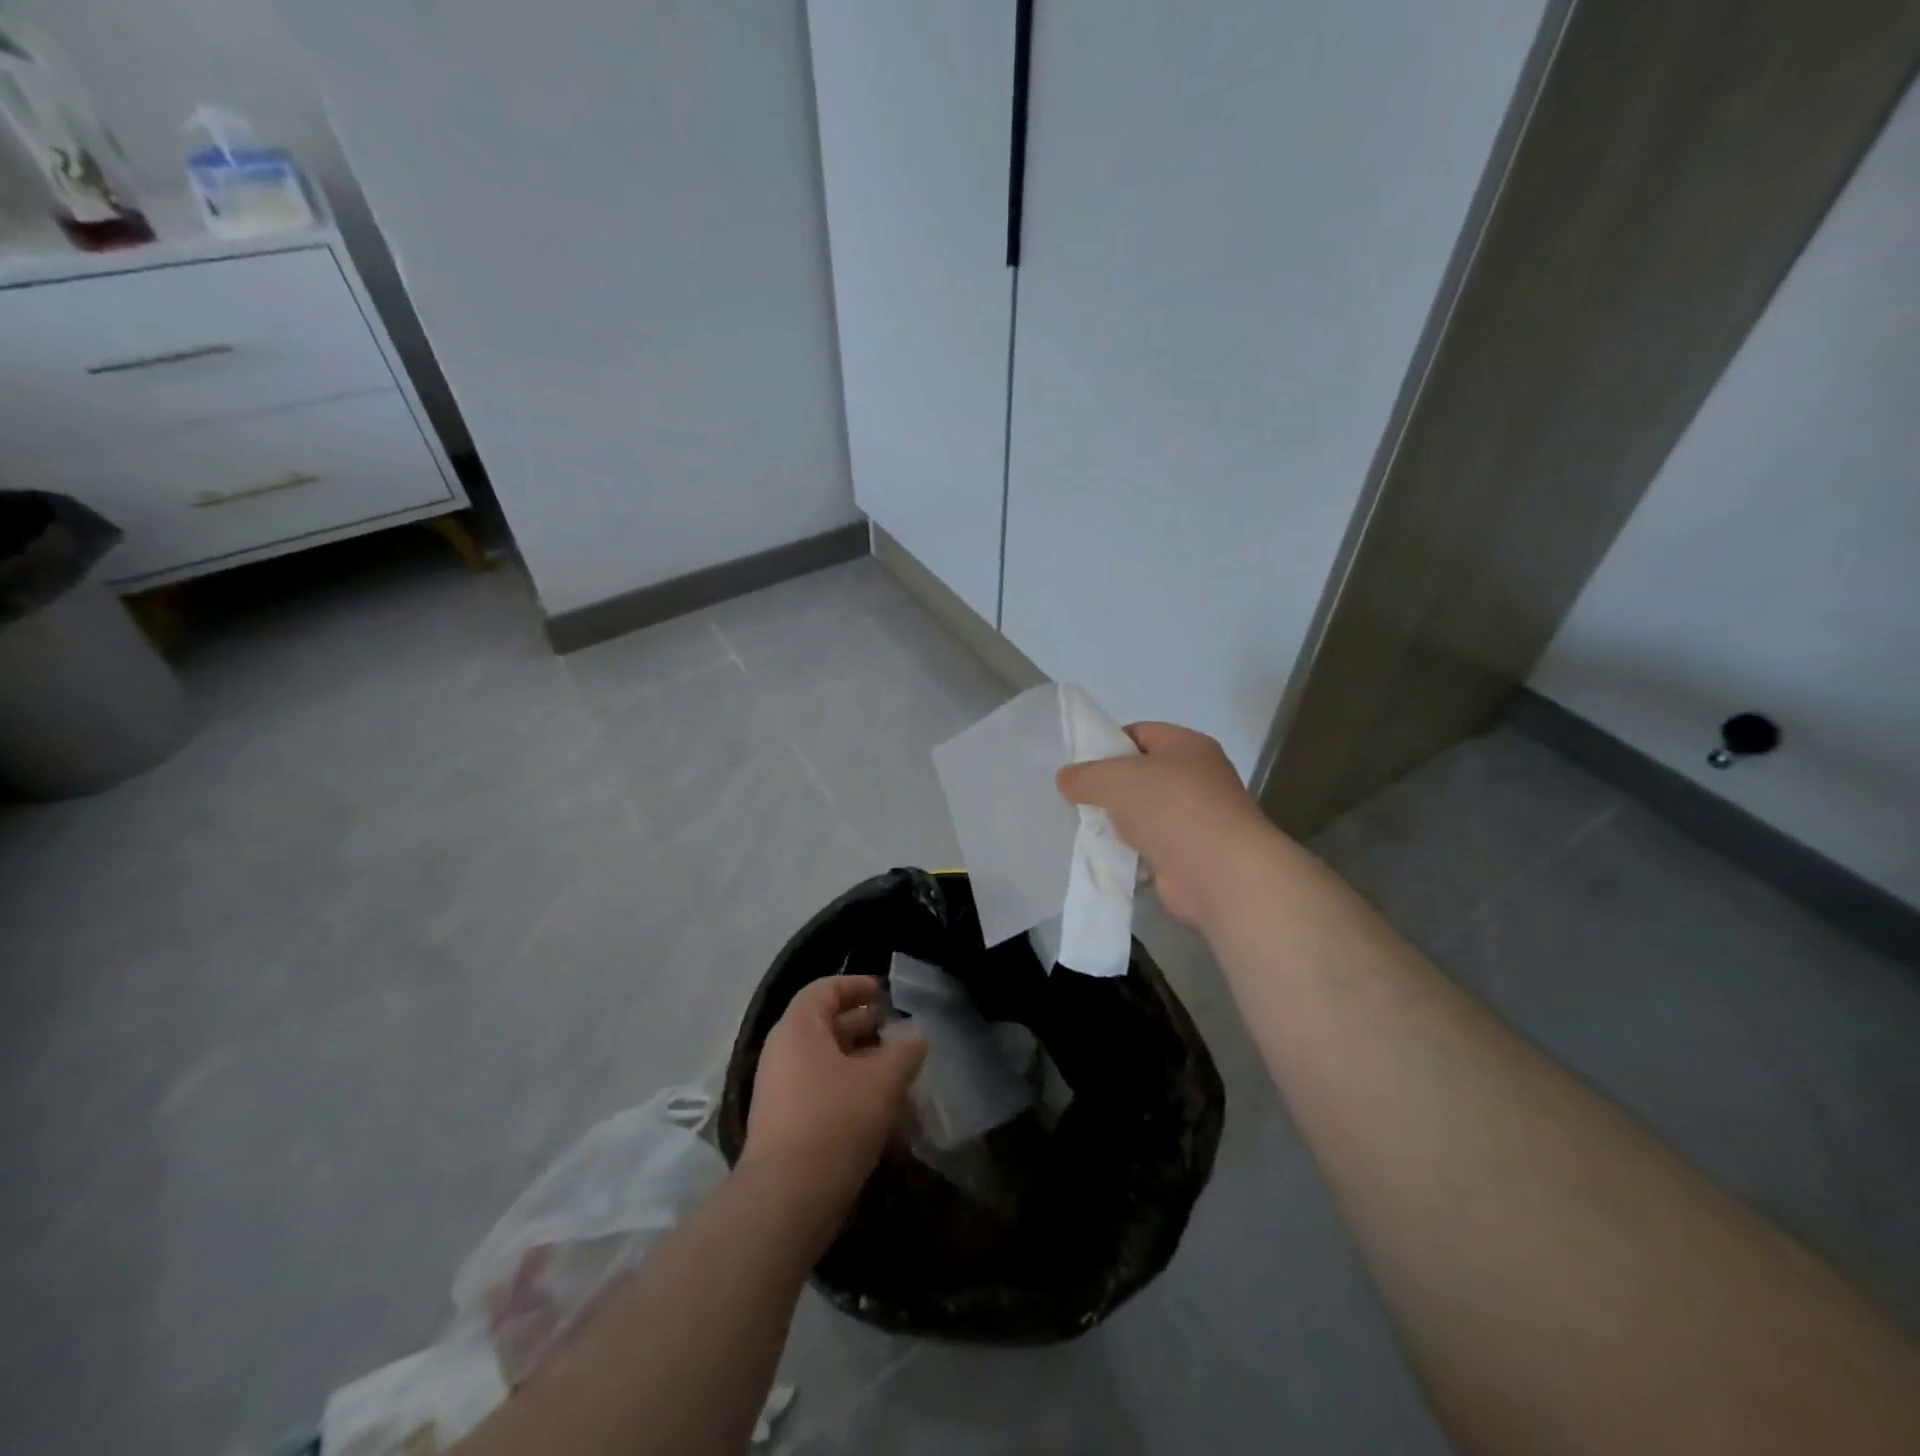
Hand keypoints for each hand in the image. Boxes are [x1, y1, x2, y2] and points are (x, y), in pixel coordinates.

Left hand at [743, 976, 926, 1226]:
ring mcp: (781, 1092)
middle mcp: (783, 1053)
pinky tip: (883, 1112)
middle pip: (826, 1026)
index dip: (855, 986)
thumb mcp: (881, 1081)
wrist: (787, 1200)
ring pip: (827, 1064)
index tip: (884, 993)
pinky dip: (851, 1093)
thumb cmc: (834, 1121)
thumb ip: (904, 1053)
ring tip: (899, 1074)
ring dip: (863, 1065)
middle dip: (865, 1028)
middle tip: (899, 1034)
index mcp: (798, 1028)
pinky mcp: (786, 1127)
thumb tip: (917, 1037)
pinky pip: (822, 1094)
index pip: (824, 989)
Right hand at [1057, 721, 1283, 927]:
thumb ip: (1084, 776)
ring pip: (1146, 812)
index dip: (1108, 744)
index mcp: (1187, 745)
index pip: (1140, 733)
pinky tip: (1112, 856)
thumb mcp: (1114, 780)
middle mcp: (1199, 776)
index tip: (1080, 766)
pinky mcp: (1194, 853)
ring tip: (1091, 829)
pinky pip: (1153, 845)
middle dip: (1111, 787)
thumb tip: (1066, 779)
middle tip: (1080, 799)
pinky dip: (1134, 850)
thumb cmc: (1170, 809)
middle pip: (1142, 774)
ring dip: (1121, 821)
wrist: (1220, 874)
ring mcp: (1199, 817)